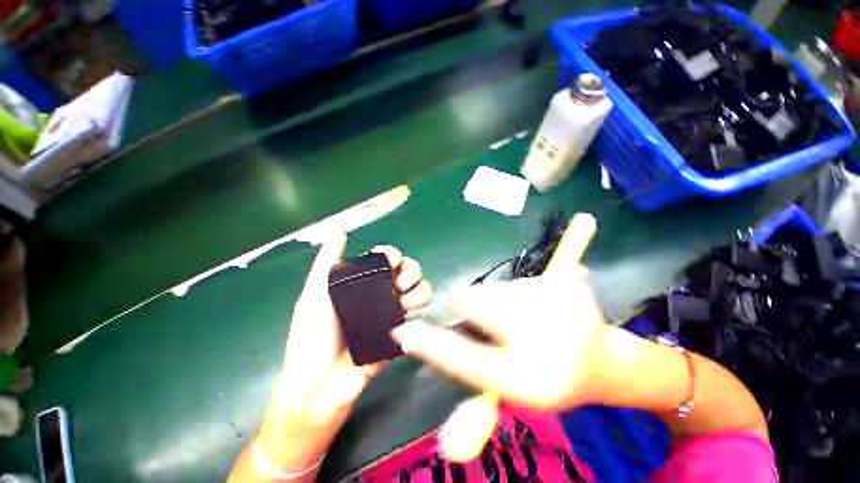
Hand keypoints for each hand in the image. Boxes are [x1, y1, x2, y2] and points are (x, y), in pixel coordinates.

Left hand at [280, 231, 433, 422]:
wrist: (319, 386)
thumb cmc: (312, 337)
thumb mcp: (315, 294)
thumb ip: (328, 261)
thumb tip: (340, 228)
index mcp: (363, 282)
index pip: (387, 259)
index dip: (394, 255)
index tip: (392, 261)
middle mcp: (381, 294)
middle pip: (409, 271)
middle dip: (412, 270)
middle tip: (398, 285)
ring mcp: (393, 313)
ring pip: (420, 290)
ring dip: (420, 289)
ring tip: (405, 303)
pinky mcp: (403, 333)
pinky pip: (422, 315)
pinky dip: (421, 309)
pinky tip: (407, 317)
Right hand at [391, 270, 608, 410]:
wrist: (605, 362)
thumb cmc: (552, 379)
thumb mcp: (514, 395)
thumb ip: (477, 411)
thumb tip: (445, 446)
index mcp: (529, 379)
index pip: (465, 359)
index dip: (431, 344)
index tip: (404, 332)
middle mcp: (544, 339)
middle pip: (474, 302)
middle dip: (468, 308)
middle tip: (488, 322)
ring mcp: (560, 304)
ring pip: (496, 288)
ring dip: (496, 301)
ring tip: (522, 320)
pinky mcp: (571, 283)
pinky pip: (522, 281)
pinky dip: (521, 293)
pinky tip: (542, 309)